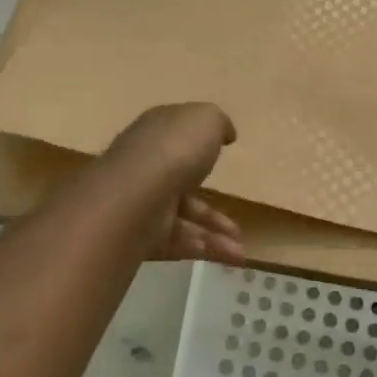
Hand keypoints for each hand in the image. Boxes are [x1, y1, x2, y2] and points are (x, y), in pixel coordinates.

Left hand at [99, 104, 243, 262]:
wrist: (136, 196)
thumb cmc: (175, 149)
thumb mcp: (207, 120)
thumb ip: (218, 123)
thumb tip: (225, 134)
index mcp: (158, 132)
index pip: (177, 136)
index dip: (199, 143)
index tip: (223, 153)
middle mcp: (147, 167)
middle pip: (183, 185)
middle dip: (212, 206)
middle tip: (236, 223)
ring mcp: (143, 203)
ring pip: (184, 219)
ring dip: (215, 234)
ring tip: (240, 251)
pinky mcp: (141, 235)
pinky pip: (177, 242)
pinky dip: (204, 249)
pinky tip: (230, 256)